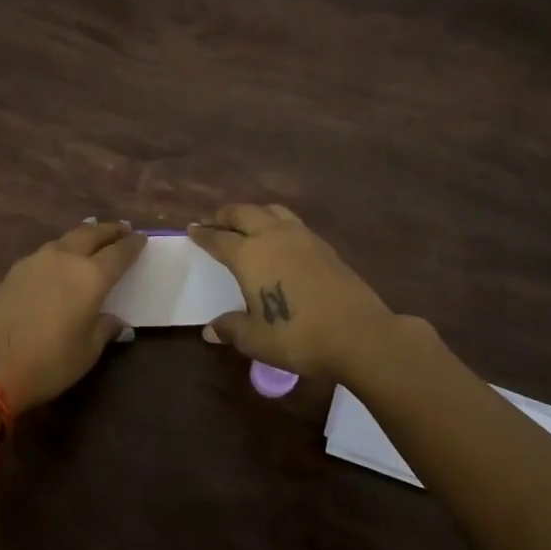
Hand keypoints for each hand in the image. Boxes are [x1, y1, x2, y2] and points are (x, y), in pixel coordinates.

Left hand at [0, 220, 145, 415]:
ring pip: (65, 239)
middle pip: (91, 234)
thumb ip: (104, 329)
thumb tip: (116, 321)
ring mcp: (35, 262)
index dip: (132, 245)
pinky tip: (59, 259)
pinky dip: (60, 250)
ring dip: (83, 235)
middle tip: (121, 228)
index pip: (119, 253)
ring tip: (91, 235)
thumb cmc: (48, 362)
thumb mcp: (87, 351)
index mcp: (91, 276)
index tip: (141, 238)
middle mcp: (65, 259)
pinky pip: (45, 252)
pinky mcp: (13, 272)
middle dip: (109, 229)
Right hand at [188, 204, 399, 377]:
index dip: (203, 234)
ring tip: (247, 223)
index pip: (218, 239)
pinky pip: (292, 222)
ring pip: (272, 210)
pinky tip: (280, 240)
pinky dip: (277, 223)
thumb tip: (210, 329)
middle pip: (243, 213)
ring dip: (254, 213)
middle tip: (215, 221)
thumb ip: (231, 328)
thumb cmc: (298, 337)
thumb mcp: (255, 339)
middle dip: (225, 215)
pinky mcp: (324, 246)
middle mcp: (273, 237)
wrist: (358, 333)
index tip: (191, 229)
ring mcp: (302, 237)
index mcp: (249, 255)